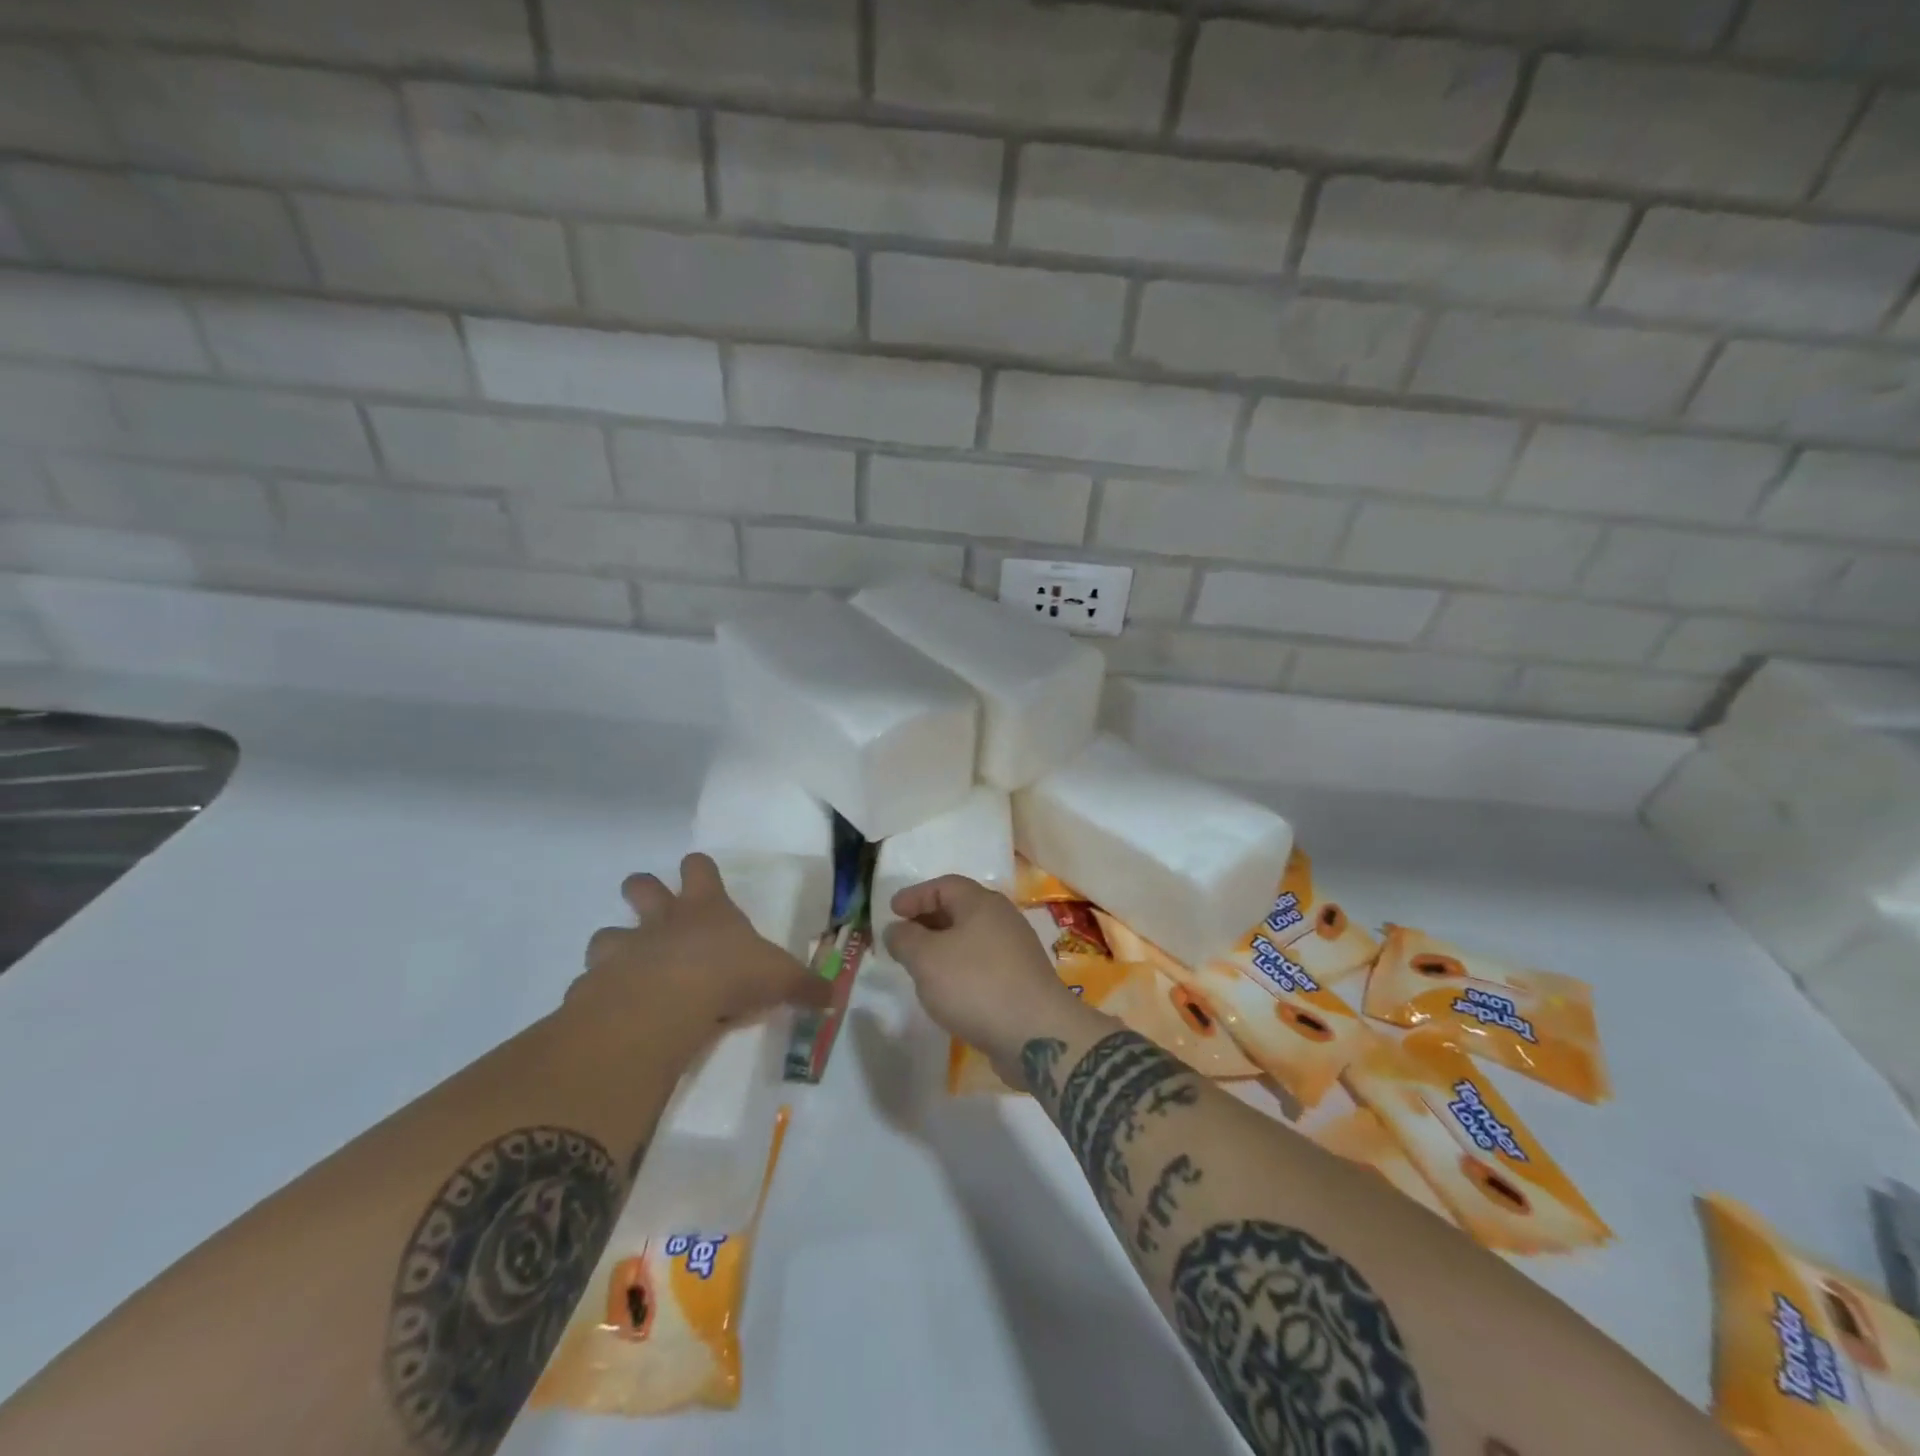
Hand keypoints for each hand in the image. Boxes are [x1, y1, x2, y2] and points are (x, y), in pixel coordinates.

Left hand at [575, 853, 828, 1025]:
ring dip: (614, 946)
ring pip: (606, 933)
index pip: (699, 868)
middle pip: (641, 885)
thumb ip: (804, 987)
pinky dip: (597, 994)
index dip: (699, 868)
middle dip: (643, 890)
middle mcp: (662, 921)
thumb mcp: (779, 979)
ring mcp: (624, 949)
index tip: (700, 873)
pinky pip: (589, 984)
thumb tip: (834, 998)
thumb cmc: (729, 975)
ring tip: (625, 968)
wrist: (665, 1003)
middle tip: (651, 906)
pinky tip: (609, 1011)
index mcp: (706, 909)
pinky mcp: (595, 984)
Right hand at [883, 875, 1090, 1081]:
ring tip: (920, 965)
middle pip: (960, 909)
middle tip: (902, 937)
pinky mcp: (1021, 980)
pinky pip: (982, 963)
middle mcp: (1003, 919)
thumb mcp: (927, 959)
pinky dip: (960, 968)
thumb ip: (905, 939)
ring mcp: (1016, 950)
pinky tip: (947, 990)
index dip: (915, 895)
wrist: (1036, 1034)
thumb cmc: (976, 985)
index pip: (944, 885)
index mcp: (982, 903)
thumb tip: (896, 929)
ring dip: (943, 946)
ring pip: (971, 938)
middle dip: (928, 920)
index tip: (892, 911)